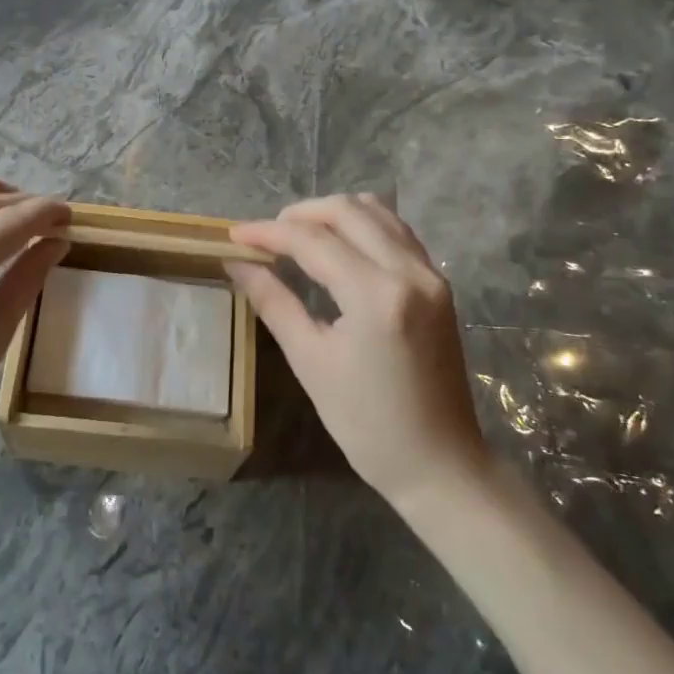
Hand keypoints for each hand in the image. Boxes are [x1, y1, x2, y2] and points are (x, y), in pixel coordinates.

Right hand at [228, 194, 486, 509]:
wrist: (440, 463)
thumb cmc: (366, 424)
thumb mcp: (310, 361)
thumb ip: (273, 302)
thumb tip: (237, 263)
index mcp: (376, 295)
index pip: (312, 240)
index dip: (268, 232)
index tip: (234, 235)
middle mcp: (409, 271)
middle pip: (347, 210)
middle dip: (300, 214)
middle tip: (266, 235)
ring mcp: (431, 274)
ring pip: (377, 211)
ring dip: (333, 213)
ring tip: (298, 235)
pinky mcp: (439, 283)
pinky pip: (396, 231)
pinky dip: (362, 225)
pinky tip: (339, 245)